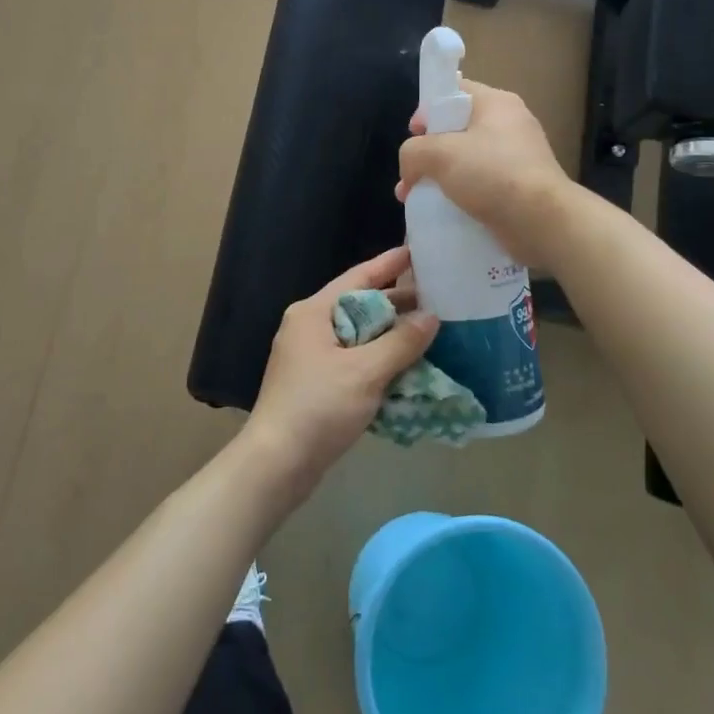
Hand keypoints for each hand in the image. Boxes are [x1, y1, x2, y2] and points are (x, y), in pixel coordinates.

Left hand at [241, 246, 438, 498]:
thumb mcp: (365, 372)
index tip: (417, 251)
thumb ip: (401, 343)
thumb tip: (431, 317)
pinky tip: (407, 368)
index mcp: (314, 313)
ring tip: (430, 332)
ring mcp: (310, 356)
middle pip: (359, 305)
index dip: (389, 264)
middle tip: (437, 298)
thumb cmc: (318, 407)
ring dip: (390, 336)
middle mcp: (309, 327)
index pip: (358, 277)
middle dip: (396, 304)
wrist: (276, 463)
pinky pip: (354, 360)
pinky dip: (379, 360)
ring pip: (358, 336)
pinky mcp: (316, 383)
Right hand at [396, 81, 575, 267]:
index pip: (454, 91)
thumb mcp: (439, 154)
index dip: (428, 109)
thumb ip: (413, 152)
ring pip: (466, 160)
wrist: (542, 222)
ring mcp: (516, 157)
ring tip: (417, 199)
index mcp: (496, 103)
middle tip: (411, 174)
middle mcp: (509, 124)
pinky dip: (459, 195)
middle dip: (428, 152)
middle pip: (456, 128)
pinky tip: (442, 212)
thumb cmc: (492, 174)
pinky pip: (480, 184)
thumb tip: (410, 170)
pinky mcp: (518, 187)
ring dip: (439, 177)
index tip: (414, 135)